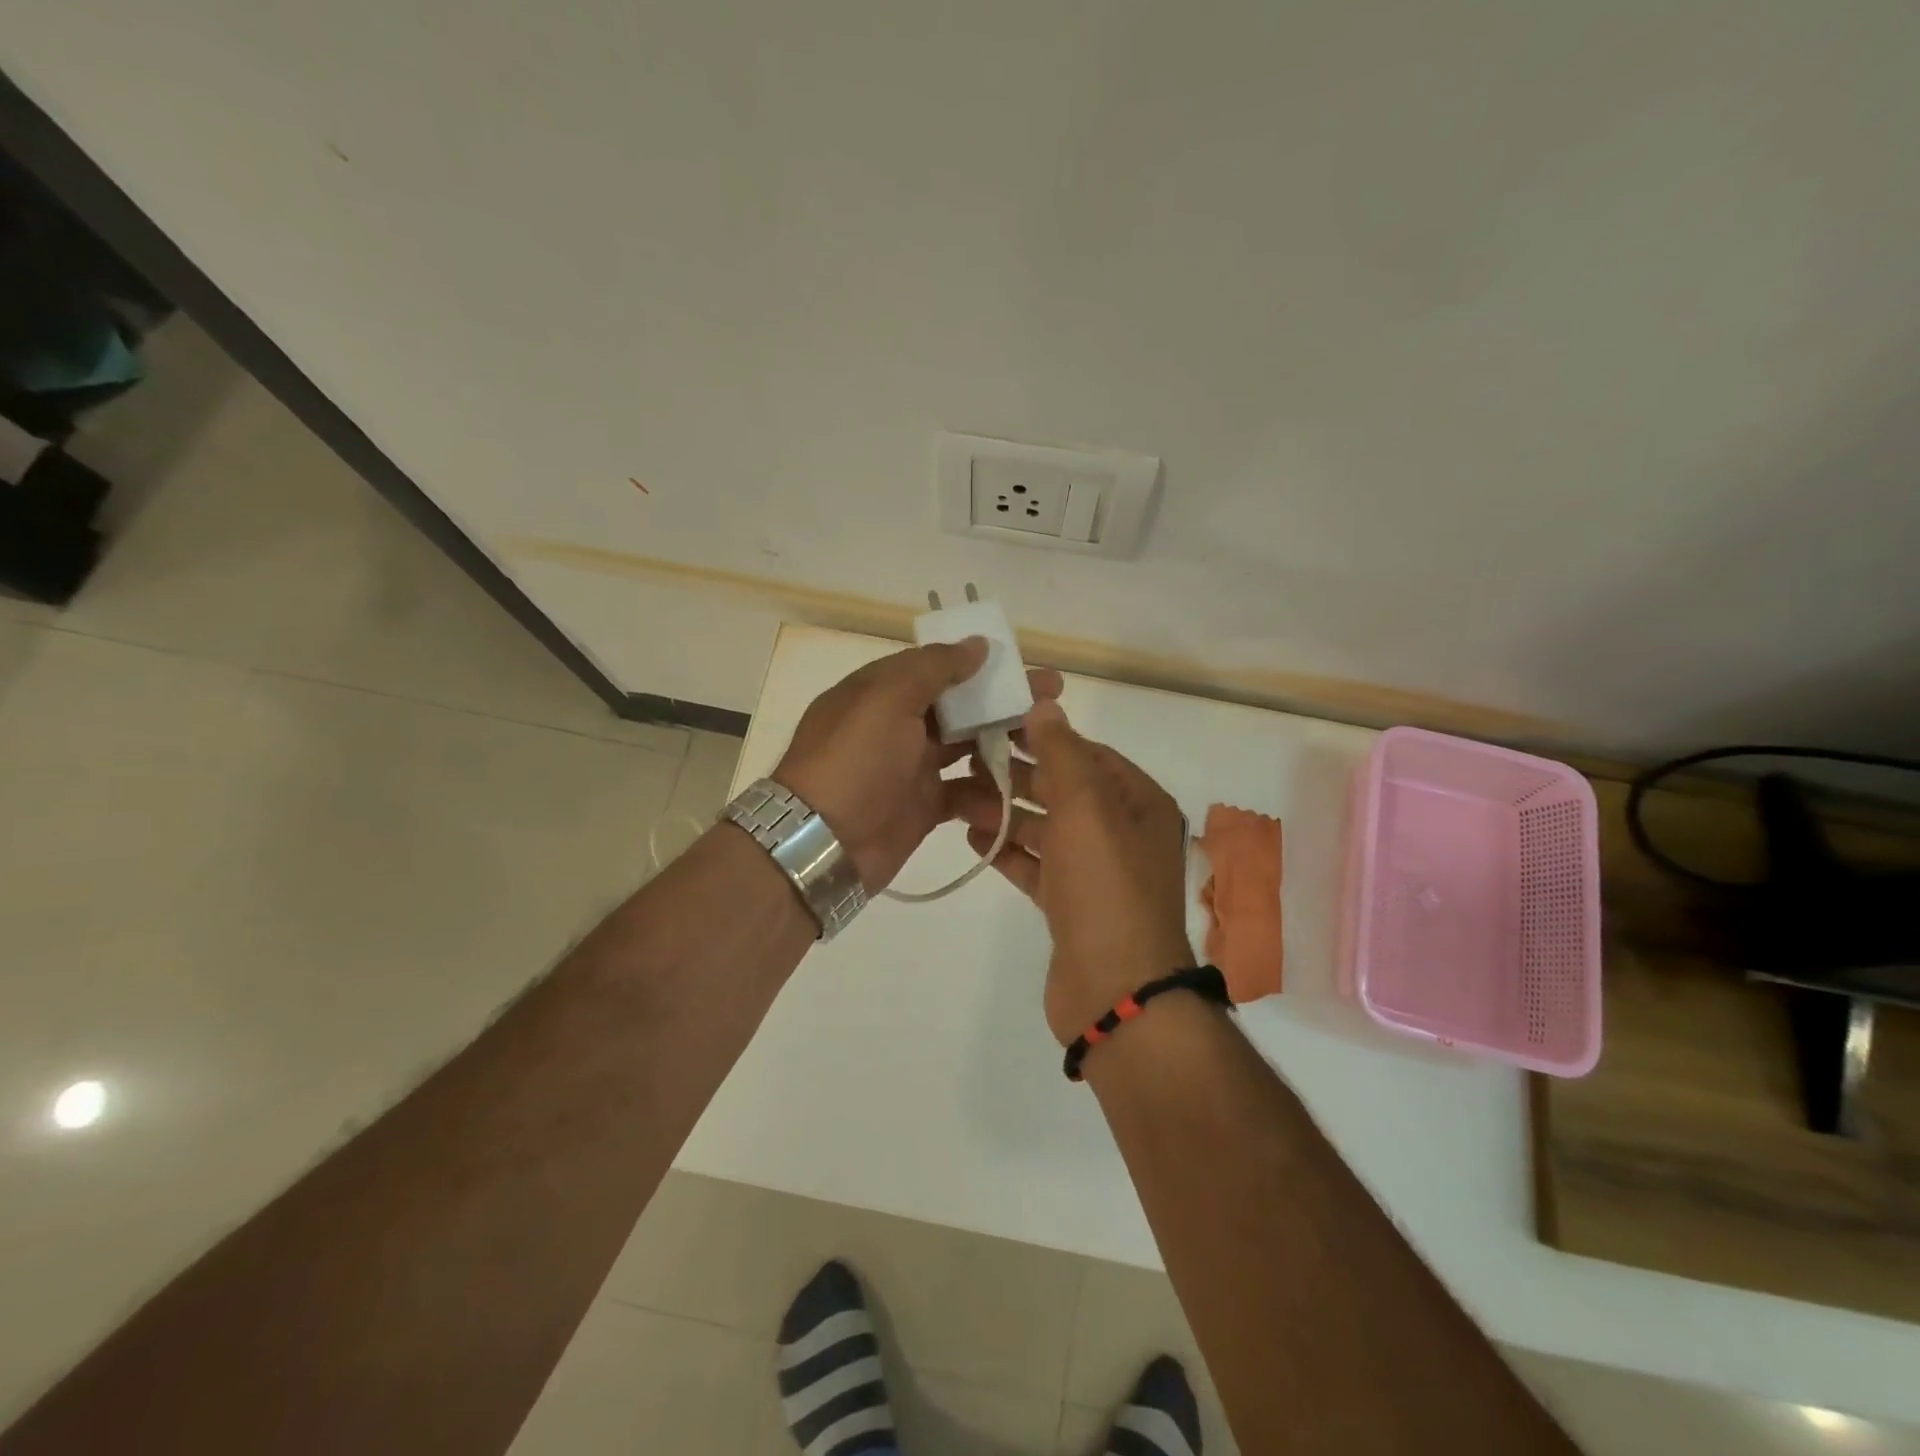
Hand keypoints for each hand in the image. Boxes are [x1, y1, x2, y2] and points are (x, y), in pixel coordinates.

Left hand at [775, 640, 1064, 892]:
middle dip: (1005, 701)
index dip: (982, 664)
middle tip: (1053, 698)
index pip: (939, 667)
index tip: (1024, 665)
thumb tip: (977, 644)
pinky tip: (1017, 792)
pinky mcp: (924, 805)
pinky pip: (964, 792)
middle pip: (961, 706)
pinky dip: (987, 792)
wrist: (822, 843)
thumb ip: (934, 668)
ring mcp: (912, 767)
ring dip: (1003, 744)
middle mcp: (899, 724)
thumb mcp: (887, 699)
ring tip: (1047, 746)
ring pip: (967, 747)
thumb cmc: (855, 761)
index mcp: (884, 691)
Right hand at [949, 699, 1192, 1043]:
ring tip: (957, 800)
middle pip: (1063, 791)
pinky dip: (1009, 851)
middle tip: (965, 762)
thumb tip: (1045, 706)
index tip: (996, 724)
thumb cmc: (1104, 887)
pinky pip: (1037, 866)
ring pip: (1046, 829)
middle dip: (1015, 776)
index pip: (1087, 754)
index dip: (1043, 737)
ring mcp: (1097, 872)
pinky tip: (974, 840)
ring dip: (1005, 813)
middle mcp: (1123, 832)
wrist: (1115, 989)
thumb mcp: (1086, 809)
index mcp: (1139, 803)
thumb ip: (1062, 754)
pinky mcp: (1072, 905)